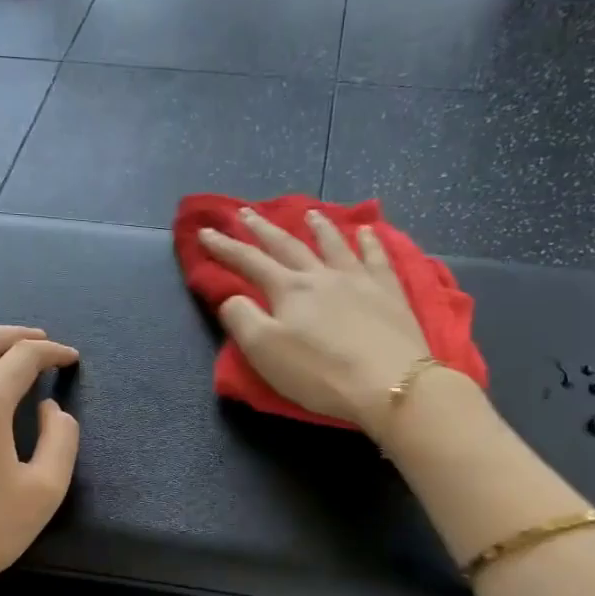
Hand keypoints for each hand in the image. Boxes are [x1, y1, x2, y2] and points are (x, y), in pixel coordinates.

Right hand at [199, 209, 432, 434]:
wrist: (389, 383)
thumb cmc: (319, 373)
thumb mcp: (264, 351)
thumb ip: (241, 319)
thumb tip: (232, 298)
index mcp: (288, 290)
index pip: (249, 262)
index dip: (224, 247)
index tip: (205, 232)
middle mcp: (321, 276)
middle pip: (287, 246)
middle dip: (263, 229)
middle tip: (246, 212)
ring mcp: (359, 280)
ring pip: (334, 245)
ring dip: (318, 227)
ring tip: (309, 213)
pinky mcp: (389, 293)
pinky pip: (377, 258)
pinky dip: (370, 242)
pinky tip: (367, 232)